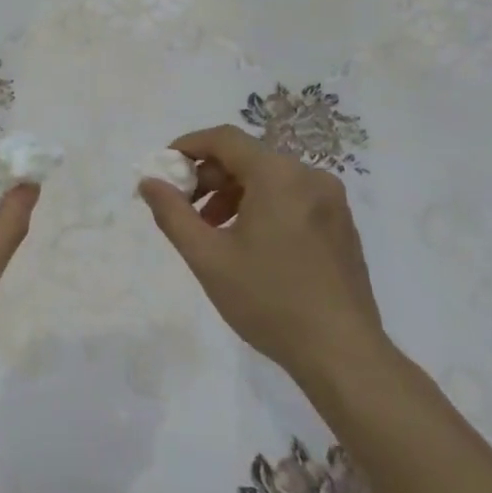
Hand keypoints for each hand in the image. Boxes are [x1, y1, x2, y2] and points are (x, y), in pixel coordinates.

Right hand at [138, 125, 388, 396]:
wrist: (342, 354)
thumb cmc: (269, 300)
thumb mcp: (208, 257)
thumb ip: (173, 213)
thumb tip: (149, 182)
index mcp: (279, 176)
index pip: (224, 139)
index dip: (188, 146)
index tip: (164, 169)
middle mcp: (310, 176)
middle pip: (248, 157)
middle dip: (209, 176)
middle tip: (184, 208)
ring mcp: (331, 201)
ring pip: (270, 178)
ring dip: (233, 194)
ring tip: (212, 230)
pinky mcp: (341, 224)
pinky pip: (292, 197)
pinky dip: (262, 206)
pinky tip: (248, 244)